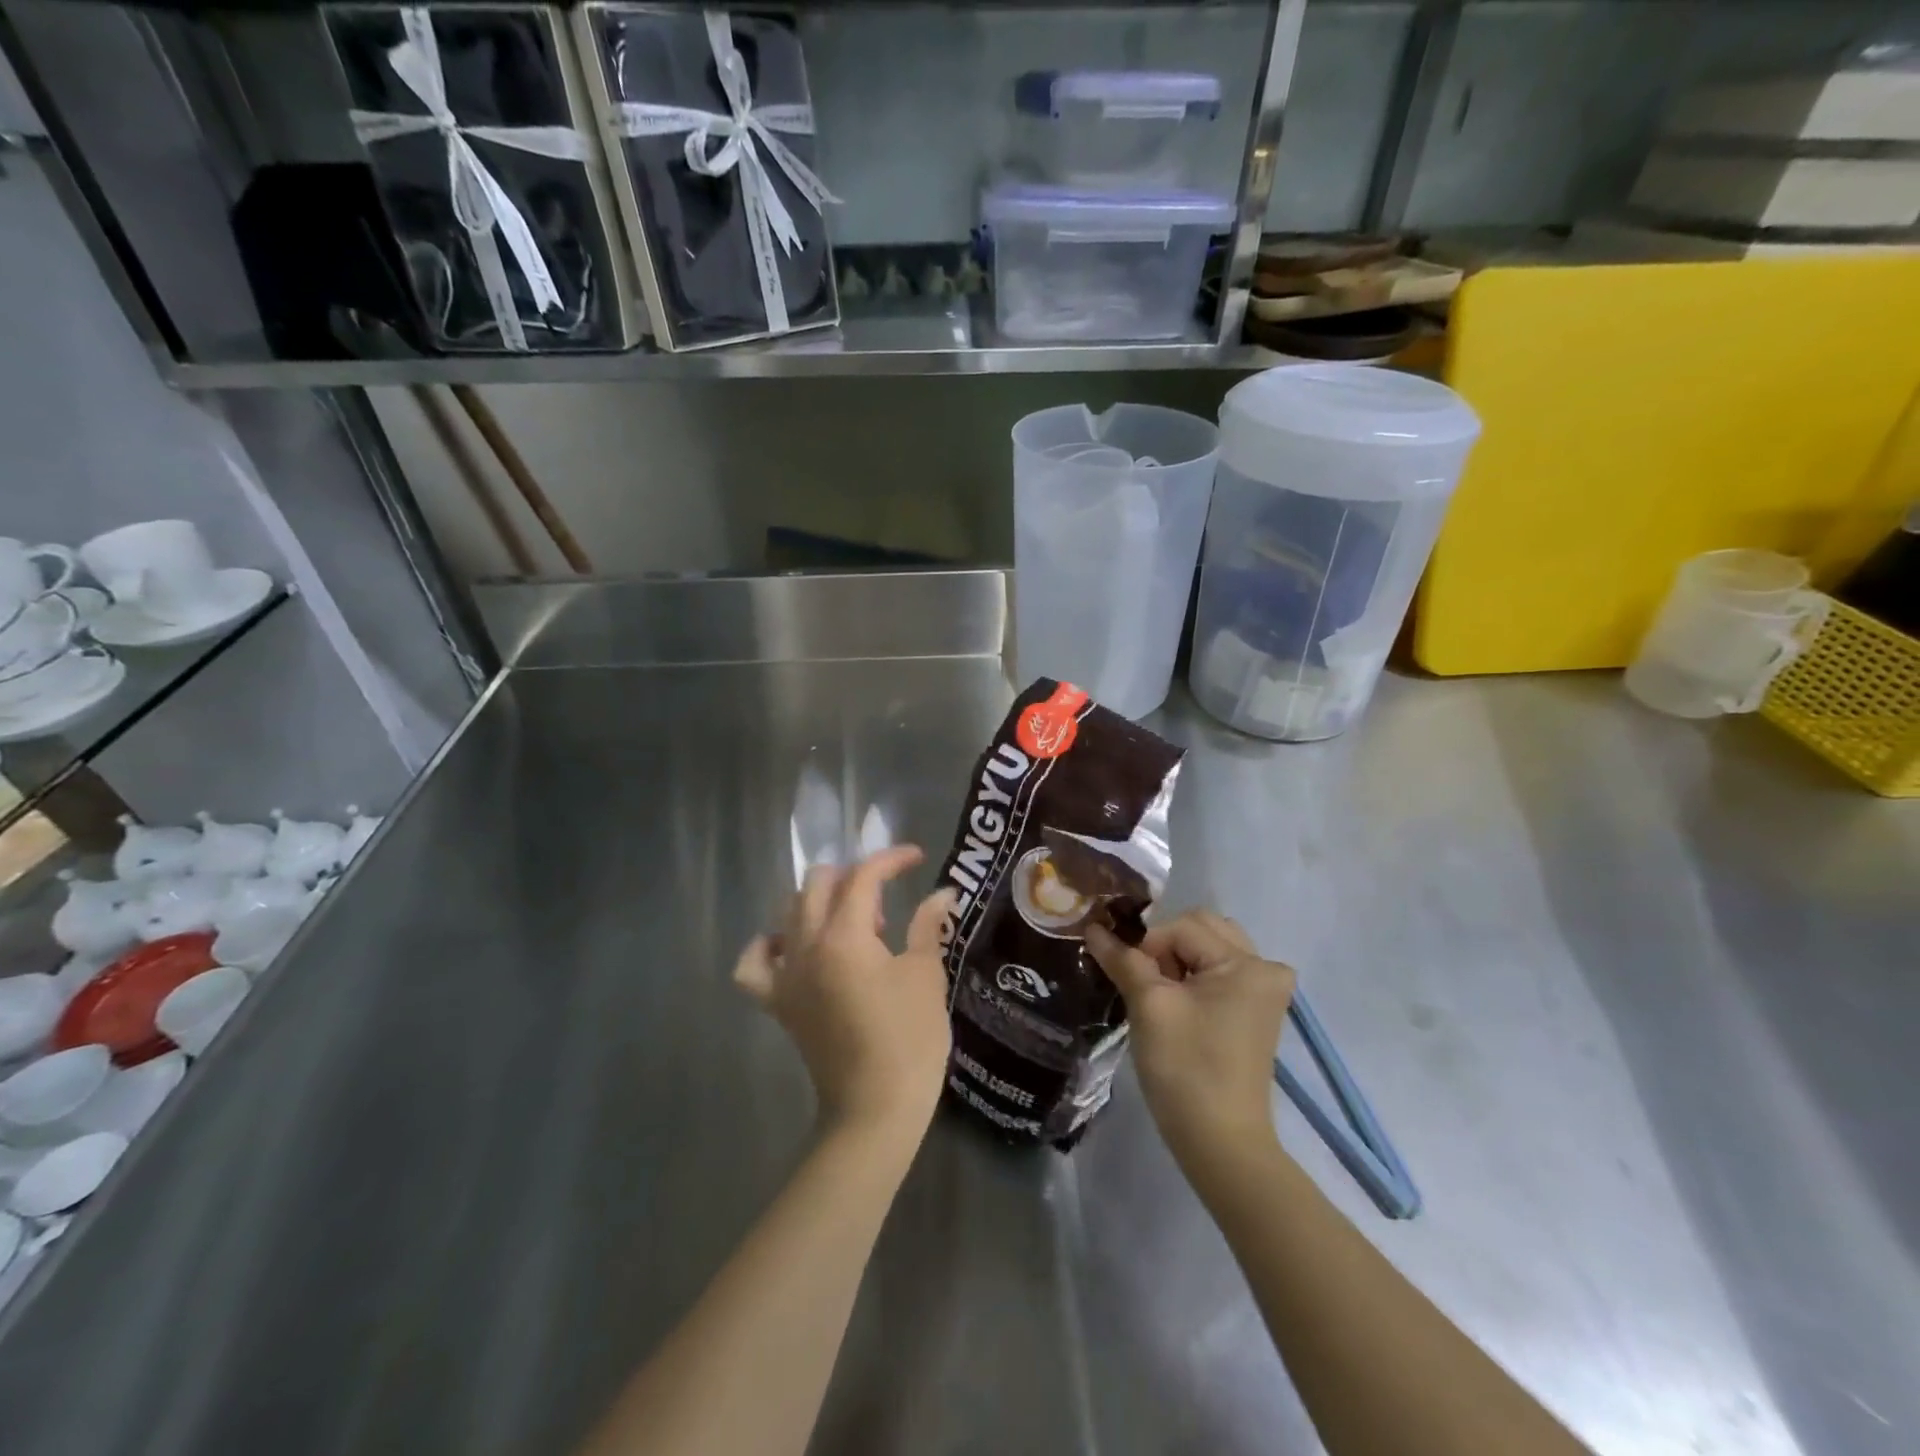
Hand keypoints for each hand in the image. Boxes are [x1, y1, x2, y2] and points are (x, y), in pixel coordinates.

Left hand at [735, 846, 955, 1146]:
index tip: (916, 858)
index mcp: (844, 935)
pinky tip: (794, 947)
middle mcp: (806, 945)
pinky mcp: (779, 1003)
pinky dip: (770, 945)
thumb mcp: (925, 975)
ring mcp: (786, 975)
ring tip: (854, 923)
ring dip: (819, 902)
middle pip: (817, 884)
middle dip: (852, 875)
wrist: (874, 1109)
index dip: (890, 859)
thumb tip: (942, 893)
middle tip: (885, 896)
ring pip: (788, 912)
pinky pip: (756, 963)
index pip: (862, 876)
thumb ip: (928, 926)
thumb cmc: (909, 1039)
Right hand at [1084, 910, 1294, 1177]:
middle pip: (1201, 929)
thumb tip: (1093, 927)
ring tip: (1157, 992)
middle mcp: (1265, 967)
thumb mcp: (1149, 1005)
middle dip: (1164, 946)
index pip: (1181, 927)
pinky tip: (1174, 1002)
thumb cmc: (1185, 1068)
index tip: (1127, 978)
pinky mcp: (1255, 1010)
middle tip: (1143, 981)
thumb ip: (1123, 958)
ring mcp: (1264, 990)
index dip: (1147, 946)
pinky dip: (1191, 975)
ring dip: (1177, 959)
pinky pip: (1217, 971)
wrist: (1220, 1142)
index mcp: (1247, 964)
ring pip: (1208, 947)